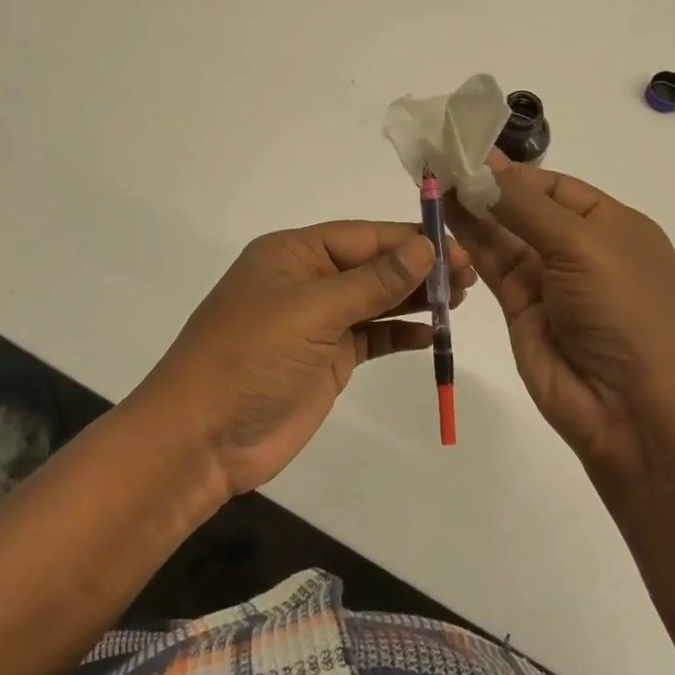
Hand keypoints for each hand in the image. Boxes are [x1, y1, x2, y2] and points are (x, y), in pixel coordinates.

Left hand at [134, 221, 475, 500]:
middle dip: (419, 268)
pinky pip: (373, 337)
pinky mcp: (327, 359)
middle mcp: (308, 280)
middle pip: (373, 265)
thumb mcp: (312, 311)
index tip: (458, 248)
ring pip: (377, 300)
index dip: (410, 240)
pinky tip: (433, 334)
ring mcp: (318, 322)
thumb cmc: (251, 358)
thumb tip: (425, 249)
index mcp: (294, 253)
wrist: (202, 439)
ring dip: (416, 298)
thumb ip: (372, 281)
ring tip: (463, 298)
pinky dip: (401, 334)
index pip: (363, 236)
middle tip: (471, 276)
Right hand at [445, 156, 674, 486]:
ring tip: (432, 184)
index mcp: (614, 225)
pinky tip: (442, 218)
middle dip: (487, 188)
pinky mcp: (522, 308)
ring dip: (471, 211)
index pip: (556, 186)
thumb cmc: (622, 311)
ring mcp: (551, 280)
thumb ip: (526, 206)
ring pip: (504, 236)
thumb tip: (483, 171)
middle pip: (526, 208)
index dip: (514, 171)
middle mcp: (581, 249)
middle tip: (440, 165)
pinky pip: (493, 266)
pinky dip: (469, 243)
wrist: (629, 408)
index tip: (468, 156)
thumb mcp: (582, 245)